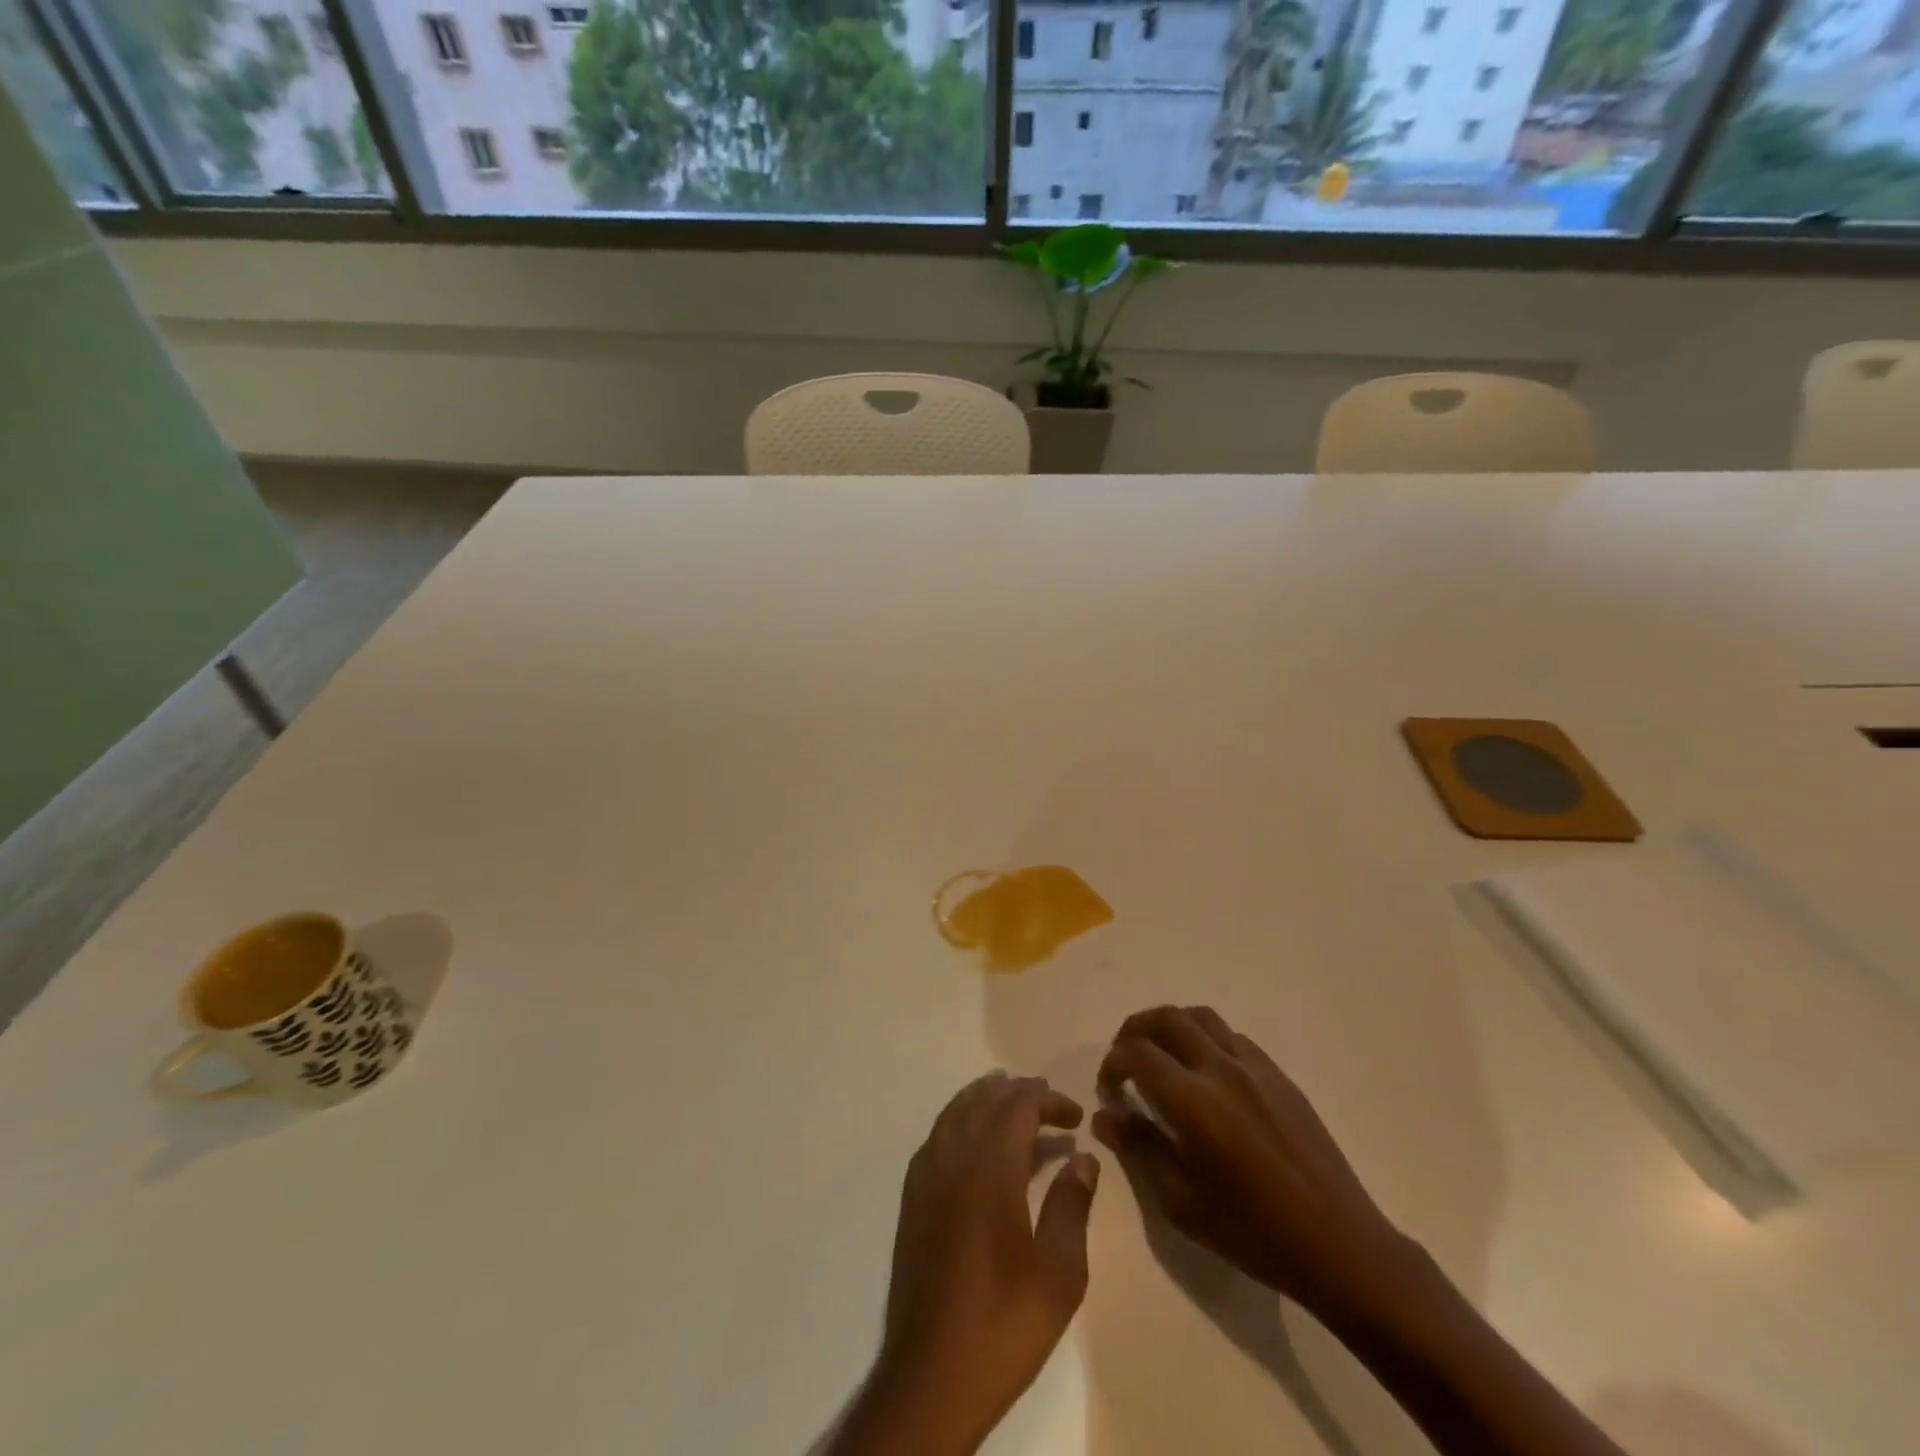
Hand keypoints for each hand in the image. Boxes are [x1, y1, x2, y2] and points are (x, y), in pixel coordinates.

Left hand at [849, 1072, 1098, 1455]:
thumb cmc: (1004, 1323)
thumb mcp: (1059, 1273)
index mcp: (990, 1168)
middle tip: (1051, 1105)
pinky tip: (975, 1141)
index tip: (1076, 1115)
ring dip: (986, 1099)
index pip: (1018, 1106)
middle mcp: (953, 1158)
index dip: (1048, 1100)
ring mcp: (926, 1176)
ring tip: (1012, 1101)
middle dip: (1019, 1094)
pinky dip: (960, 1120)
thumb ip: (1072, 1206)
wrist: (931, 1376)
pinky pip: (937, 1135)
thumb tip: (1084, 1159)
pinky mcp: (912, 1198)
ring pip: (955, 1112)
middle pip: (985, 1101)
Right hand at [1093, 1005, 1415, 1322]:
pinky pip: (1232, 1036)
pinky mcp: (1278, 1075)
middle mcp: (1220, 1068)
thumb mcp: (1182, 1203)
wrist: (1338, 1244)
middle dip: (1135, 1029)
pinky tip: (1205, 1072)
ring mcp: (1254, 1066)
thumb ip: (1140, 1148)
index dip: (1113, 1063)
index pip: (1137, 1053)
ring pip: (1201, 1017)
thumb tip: (1105, 1116)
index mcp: (1192, 1100)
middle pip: (1166, 1018)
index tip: (1109, 1088)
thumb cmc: (1253, 1232)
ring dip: (1171, 1025)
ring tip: (1161, 1053)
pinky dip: (1206, 1038)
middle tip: (1125, 1057)